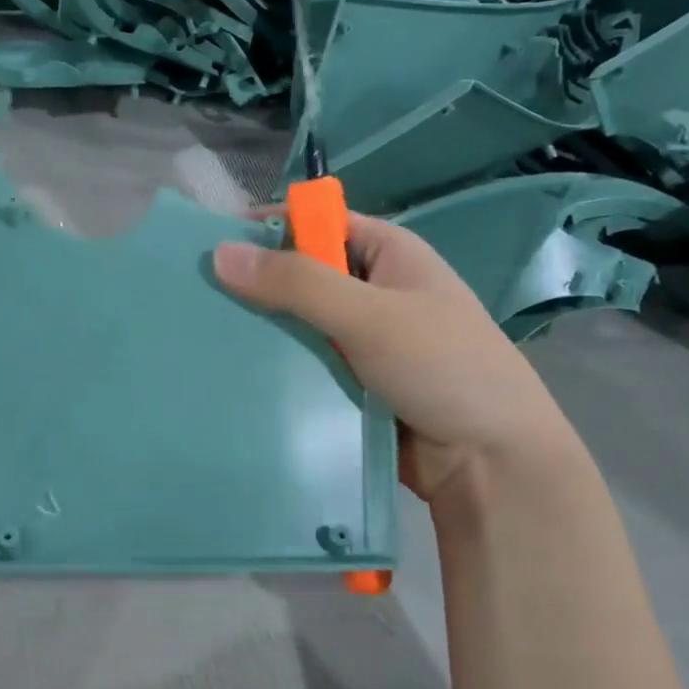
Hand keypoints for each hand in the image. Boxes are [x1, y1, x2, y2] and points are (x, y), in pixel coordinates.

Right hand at [214, 214, 575, 506]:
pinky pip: (304, 364)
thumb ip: (297, 283)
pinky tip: (234, 374)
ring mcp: (362, 340)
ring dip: (262, 331)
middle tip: (196, 299)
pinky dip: (276, 367)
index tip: (210, 247)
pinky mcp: (351, 383)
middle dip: (255, 285)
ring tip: (203, 338)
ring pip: (298, 324)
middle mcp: (373, 290)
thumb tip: (220, 253)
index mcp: (388, 254)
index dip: (268, 228)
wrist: (492, 464)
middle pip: (302, 274)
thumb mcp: (370, 316)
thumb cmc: (443, 369)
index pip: (318, 223)